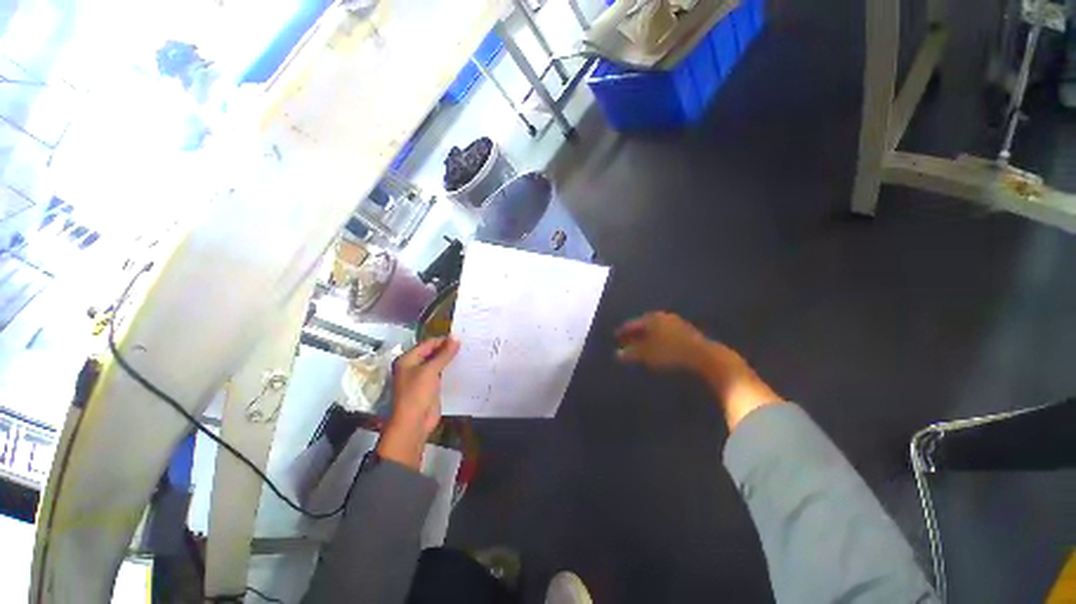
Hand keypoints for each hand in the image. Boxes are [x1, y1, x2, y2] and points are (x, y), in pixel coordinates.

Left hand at [377, 337, 459, 468]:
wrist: (413, 423)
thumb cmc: (417, 393)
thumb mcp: (430, 371)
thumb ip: (444, 354)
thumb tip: (456, 339)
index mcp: (407, 359)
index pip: (428, 344)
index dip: (443, 341)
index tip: (461, 338)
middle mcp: (413, 366)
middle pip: (432, 353)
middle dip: (448, 349)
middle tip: (467, 345)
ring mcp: (422, 377)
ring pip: (438, 363)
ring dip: (450, 360)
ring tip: (468, 353)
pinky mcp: (430, 387)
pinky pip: (442, 374)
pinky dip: (451, 370)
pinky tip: (464, 367)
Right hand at [615, 311, 711, 370]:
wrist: (702, 355)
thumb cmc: (669, 352)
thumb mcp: (646, 355)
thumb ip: (630, 354)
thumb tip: (617, 355)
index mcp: (651, 318)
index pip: (632, 324)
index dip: (623, 332)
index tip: (615, 337)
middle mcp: (662, 317)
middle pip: (643, 325)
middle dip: (634, 334)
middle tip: (625, 342)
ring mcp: (675, 322)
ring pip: (655, 330)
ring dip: (645, 338)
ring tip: (639, 347)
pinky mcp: (686, 331)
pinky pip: (665, 334)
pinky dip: (657, 340)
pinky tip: (656, 348)